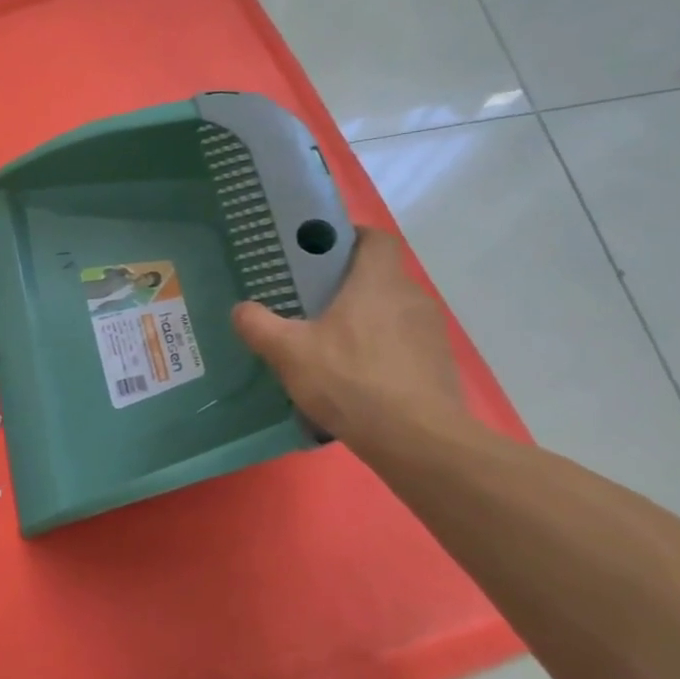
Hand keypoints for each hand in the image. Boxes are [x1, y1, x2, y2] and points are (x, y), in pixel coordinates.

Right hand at [230, 227, 466, 443]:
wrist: (419, 441)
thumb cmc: (351, 381)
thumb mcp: (288, 352)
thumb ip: (259, 325)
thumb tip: (242, 309)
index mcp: (377, 282)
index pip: (374, 238)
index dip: (349, 237)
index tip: (318, 252)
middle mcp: (410, 298)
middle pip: (378, 276)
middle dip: (345, 285)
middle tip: (308, 303)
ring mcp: (430, 333)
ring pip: (390, 312)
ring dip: (363, 321)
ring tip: (328, 345)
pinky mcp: (437, 366)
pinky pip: (402, 344)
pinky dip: (379, 351)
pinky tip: (354, 378)